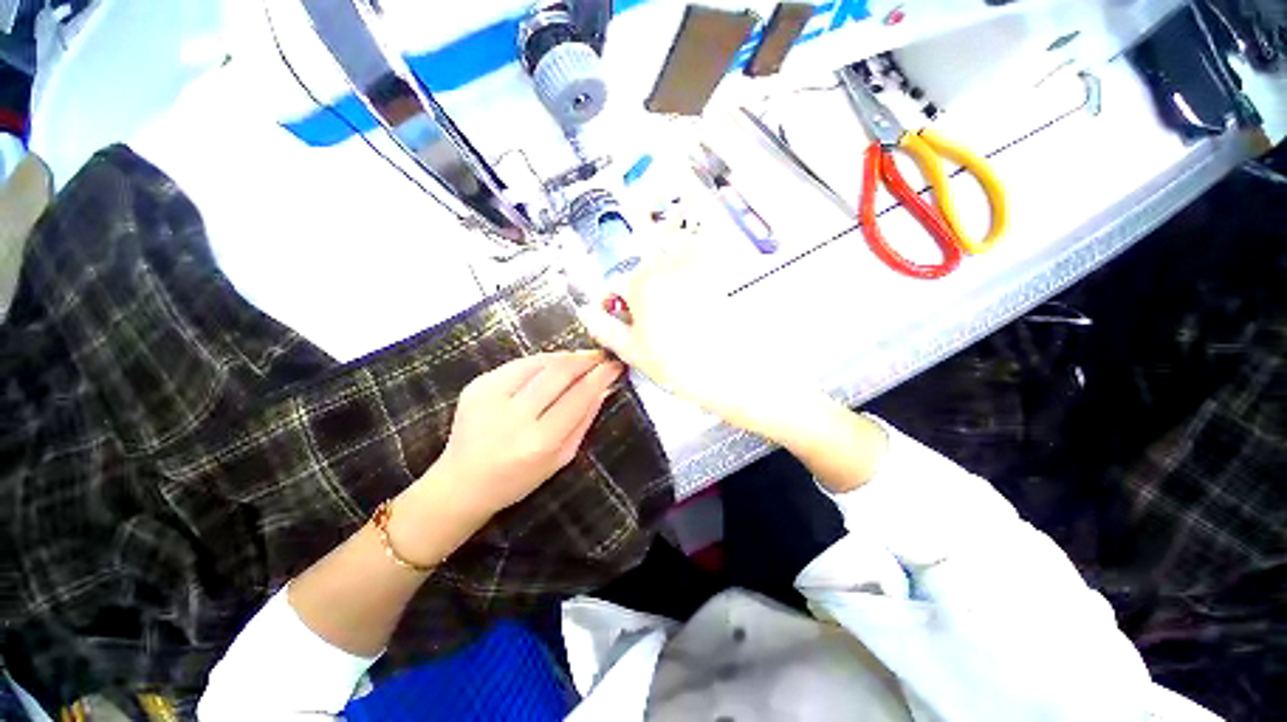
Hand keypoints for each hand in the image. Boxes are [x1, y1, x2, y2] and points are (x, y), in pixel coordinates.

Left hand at [413, 351, 623, 522]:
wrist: (461, 483)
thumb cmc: (519, 478)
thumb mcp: (561, 457)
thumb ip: (585, 419)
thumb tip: (605, 387)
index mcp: (539, 441)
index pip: (579, 396)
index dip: (601, 375)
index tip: (616, 364)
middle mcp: (514, 416)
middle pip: (560, 372)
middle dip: (586, 359)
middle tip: (601, 356)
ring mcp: (491, 397)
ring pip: (540, 362)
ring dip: (566, 357)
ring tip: (581, 359)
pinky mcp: (477, 385)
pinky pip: (519, 363)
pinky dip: (542, 361)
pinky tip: (553, 365)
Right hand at [576, 236, 887, 491]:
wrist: (736, 372)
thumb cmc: (685, 365)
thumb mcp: (634, 352)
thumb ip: (606, 329)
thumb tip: (587, 314)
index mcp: (641, 285)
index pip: (615, 285)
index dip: (616, 305)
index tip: (624, 319)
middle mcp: (667, 266)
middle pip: (643, 274)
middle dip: (643, 296)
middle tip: (656, 326)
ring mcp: (697, 265)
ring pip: (668, 268)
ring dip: (667, 284)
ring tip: (680, 316)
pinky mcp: (721, 270)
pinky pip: (698, 262)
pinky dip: (693, 275)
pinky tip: (700, 304)